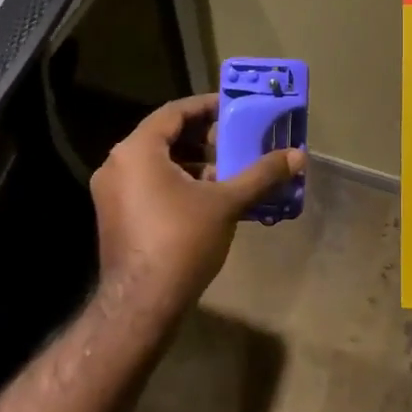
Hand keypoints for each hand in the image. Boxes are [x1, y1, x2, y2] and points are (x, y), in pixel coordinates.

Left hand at [89, 93, 303, 321]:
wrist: (142, 304)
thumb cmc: (182, 241)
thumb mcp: (227, 203)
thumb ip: (261, 175)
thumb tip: (299, 156)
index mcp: (137, 151)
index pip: (173, 112)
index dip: (206, 107)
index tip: (234, 108)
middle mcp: (117, 165)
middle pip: (164, 136)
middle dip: (203, 137)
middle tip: (236, 139)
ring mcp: (112, 193)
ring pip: (157, 163)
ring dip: (193, 161)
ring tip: (229, 170)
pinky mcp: (116, 216)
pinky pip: (149, 184)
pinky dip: (178, 182)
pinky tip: (209, 198)